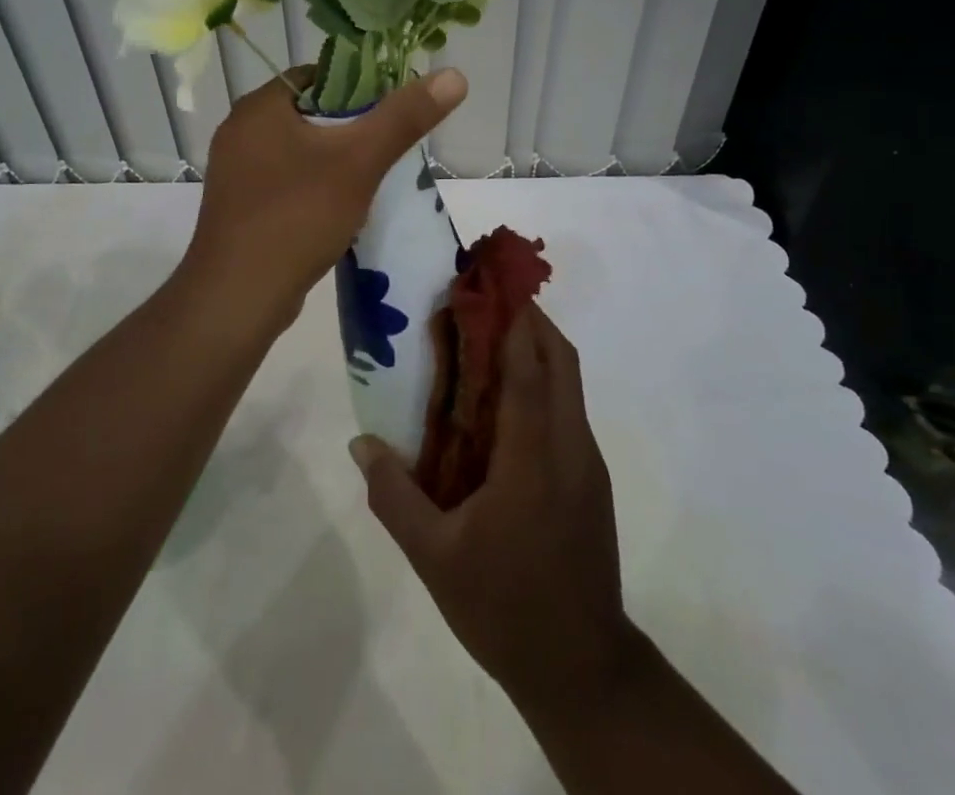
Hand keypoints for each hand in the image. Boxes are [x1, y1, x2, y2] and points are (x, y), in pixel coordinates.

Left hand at [184, 65, 467, 325]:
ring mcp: (235, 171)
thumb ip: (404, 118)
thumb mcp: (359, 162)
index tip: (391, 109)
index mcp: (259, 106)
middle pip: (309, 113)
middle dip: (349, 128)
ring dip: (332, 160)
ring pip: (298, 149)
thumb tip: (454, 75)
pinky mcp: (238, 205)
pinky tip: (335, 208)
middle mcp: (240, 130)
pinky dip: (311, 186)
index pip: (318, 75)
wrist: (238, 296)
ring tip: (366, 180)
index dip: (359, 85)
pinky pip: (284, 180)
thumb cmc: (297, 215)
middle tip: (385, 148)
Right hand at [350, 307, 636, 714]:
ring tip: (488, 342)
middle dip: (528, 319)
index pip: (527, 367)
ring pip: (570, 382)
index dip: (510, 318)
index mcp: (533, 457)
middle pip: (560, 358)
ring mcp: (588, 462)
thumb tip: (361, 445)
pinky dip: (542, 384)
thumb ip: (395, 496)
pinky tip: (505, 405)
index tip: (484, 283)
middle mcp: (570, 446)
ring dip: (537, 348)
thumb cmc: (506, 607)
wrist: (583, 670)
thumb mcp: (435, 558)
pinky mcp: (593, 480)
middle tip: (483, 303)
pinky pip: (568, 410)